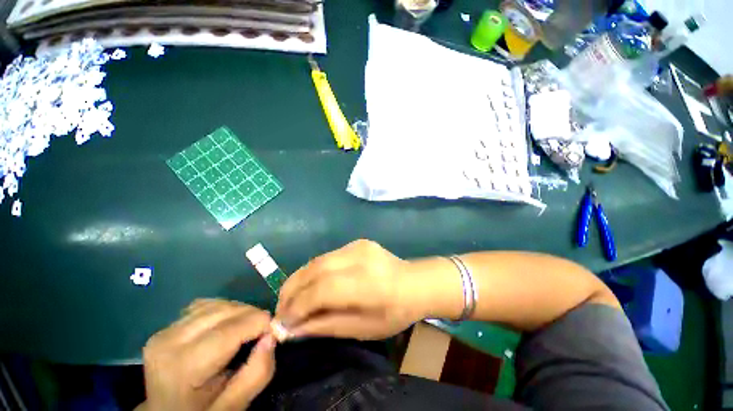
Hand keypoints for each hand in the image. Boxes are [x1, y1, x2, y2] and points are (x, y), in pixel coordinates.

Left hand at [139, 299, 275, 410]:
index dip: (261, 324)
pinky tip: (227, 326)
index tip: (274, 332)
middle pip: (226, 311)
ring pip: (218, 304)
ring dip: (240, 312)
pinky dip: (224, 310)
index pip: (231, 329)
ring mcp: (165, 331)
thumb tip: (271, 337)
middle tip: (263, 332)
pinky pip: (205, 306)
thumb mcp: (232, 407)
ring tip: (247, 329)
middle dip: (253, 316)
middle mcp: (170, 341)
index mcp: (183, 366)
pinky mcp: (167, 326)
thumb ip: (256, 375)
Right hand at [276, 239, 422, 339]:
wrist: (415, 282)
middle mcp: (359, 257)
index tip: (281, 324)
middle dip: (291, 290)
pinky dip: (313, 272)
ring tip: (290, 299)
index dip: (297, 307)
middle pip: (314, 270)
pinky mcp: (356, 242)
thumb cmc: (394, 312)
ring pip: (317, 260)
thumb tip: (292, 329)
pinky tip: (310, 284)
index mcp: (366, 283)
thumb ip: (326, 325)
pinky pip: (327, 257)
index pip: (321, 290)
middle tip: (280, 311)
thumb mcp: (362, 328)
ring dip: (298, 280)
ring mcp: (357, 245)